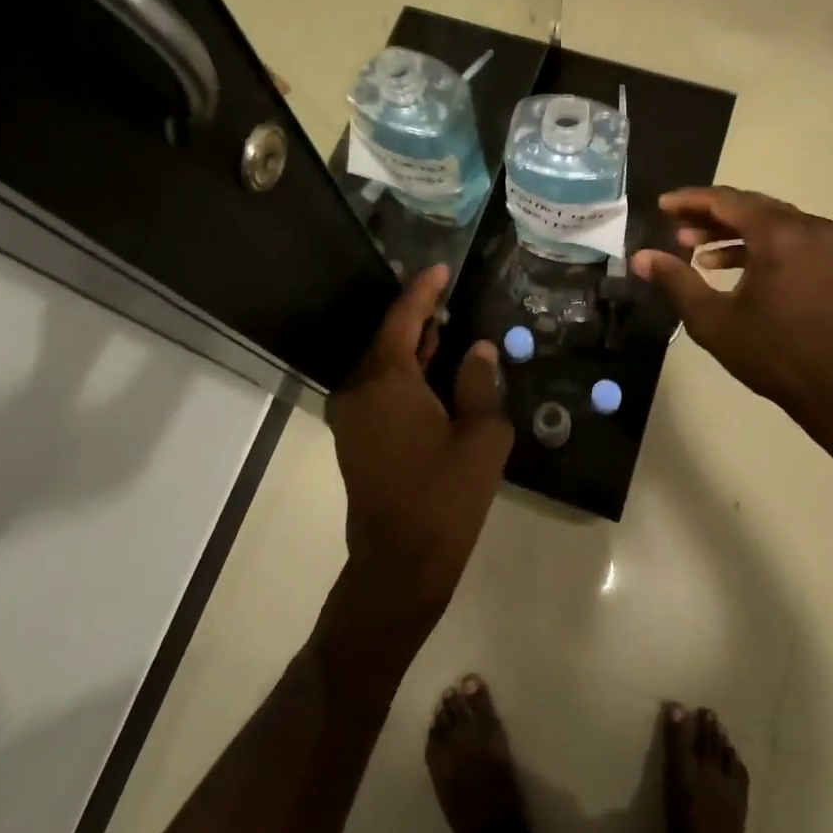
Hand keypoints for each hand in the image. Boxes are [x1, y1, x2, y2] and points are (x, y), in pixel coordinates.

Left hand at [325, 267, 511, 634]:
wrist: (400, 565)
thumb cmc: (445, 496)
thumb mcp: (481, 436)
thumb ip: (479, 382)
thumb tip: (478, 348)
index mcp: (386, 380)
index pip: (403, 318)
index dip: (423, 290)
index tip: (441, 267)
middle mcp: (359, 388)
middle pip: (388, 337)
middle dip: (418, 315)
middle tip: (450, 294)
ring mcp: (352, 414)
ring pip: (383, 363)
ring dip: (413, 345)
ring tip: (447, 324)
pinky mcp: (355, 435)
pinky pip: (380, 387)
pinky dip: (405, 371)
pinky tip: (434, 370)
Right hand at [631, 188, 832, 464]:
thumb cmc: (773, 353)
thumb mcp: (713, 319)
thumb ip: (675, 281)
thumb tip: (640, 257)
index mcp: (779, 234)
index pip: (725, 201)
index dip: (689, 201)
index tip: (661, 206)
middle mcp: (805, 226)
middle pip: (747, 205)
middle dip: (707, 215)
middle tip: (672, 227)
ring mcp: (823, 241)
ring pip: (765, 220)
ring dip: (728, 230)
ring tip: (692, 247)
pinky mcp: (829, 259)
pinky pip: (784, 236)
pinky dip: (752, 243)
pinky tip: (722, 264)